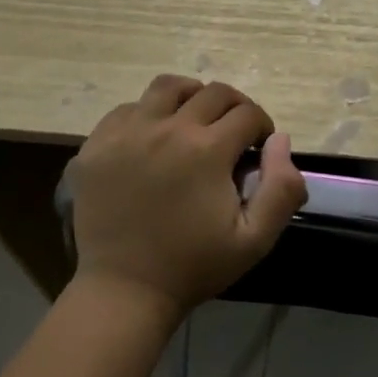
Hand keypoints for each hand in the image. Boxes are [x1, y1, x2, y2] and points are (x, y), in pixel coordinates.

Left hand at [65, 75, 306, 319]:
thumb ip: (282, 187)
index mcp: (207, 149)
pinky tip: (153, 139)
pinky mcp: (95, 145)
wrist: (127, 289)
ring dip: (191, 97)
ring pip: (167, 87)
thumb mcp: (256, 238)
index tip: (259, 146)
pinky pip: (127, 109)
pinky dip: (148, 114)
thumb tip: (280, 139)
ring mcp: (126, 133)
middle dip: (234, 107)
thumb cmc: (195, 266)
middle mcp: (167, 128)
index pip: (248, 113)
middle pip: (212, 93)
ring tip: (194, 120)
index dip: (262, 126)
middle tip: (234, 132)